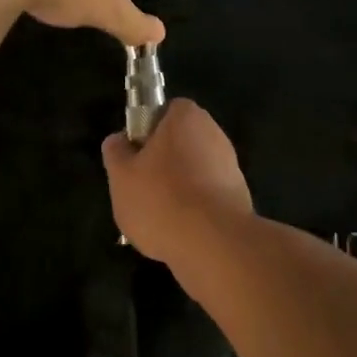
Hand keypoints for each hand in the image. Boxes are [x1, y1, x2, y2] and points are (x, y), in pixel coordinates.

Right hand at [102, 98, 252, 263]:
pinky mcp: (239, 195)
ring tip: (158, 219)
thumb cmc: (161, 199)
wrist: (213, 244)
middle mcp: (213, 132)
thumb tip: (119, 141)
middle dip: (162, 164)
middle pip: (180, 143)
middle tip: (141, 191)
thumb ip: (116, 152)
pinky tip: (181, 232)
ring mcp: (230, 165)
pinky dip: (195, 210)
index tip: (135, 159)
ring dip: (178, 189)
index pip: (164, 112)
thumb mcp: (121, 176)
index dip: (147, 133)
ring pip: (194, 172)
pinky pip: (208, 196)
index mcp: (186, 116)